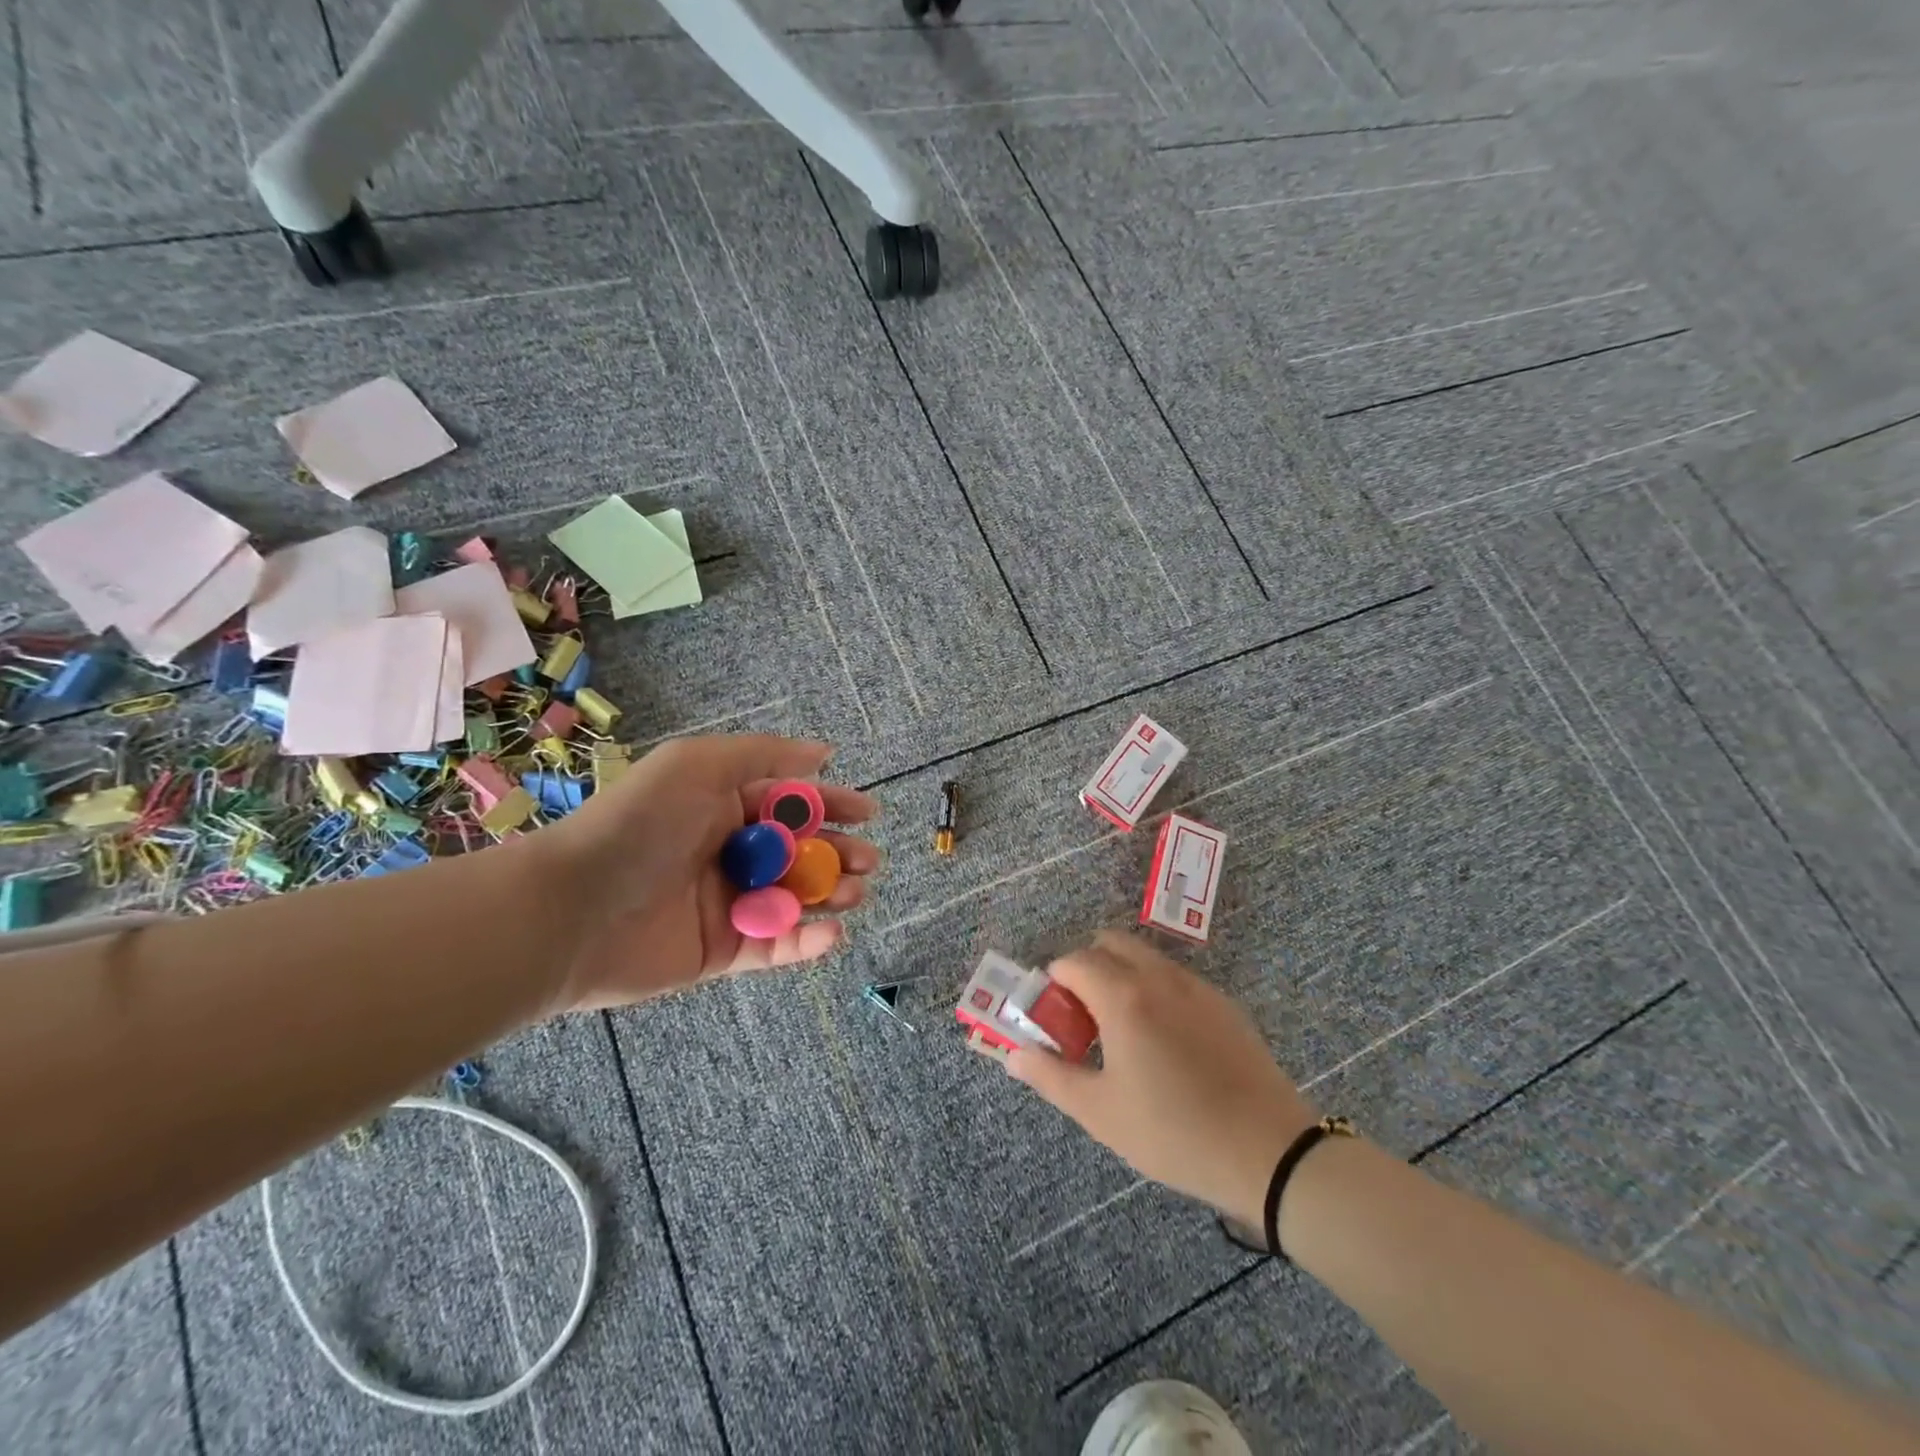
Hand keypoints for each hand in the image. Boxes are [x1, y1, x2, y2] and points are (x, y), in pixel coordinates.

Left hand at [535, 735, 877, 1010]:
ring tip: (854, 893)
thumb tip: (823, 752)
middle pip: (801, 852)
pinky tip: (832, 932)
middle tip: (867, 861)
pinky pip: (775, 946)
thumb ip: (764, 755)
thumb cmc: (638, 825)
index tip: (869, 813)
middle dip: (839, 853)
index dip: (832, 804)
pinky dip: (807, 941)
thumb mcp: (697, 765)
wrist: (571, 911)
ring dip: (831, 895)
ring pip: (796, 899)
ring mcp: (727, 904)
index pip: (791, 802)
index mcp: (723, 806)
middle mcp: (729, 852)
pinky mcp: (721, 952)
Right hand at [1006, 932, 1319, 1227]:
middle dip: (1087, 969)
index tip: (1056, 1023)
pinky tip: (1166, 1045)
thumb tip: (1013, 1054)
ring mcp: (1196, 986)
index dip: (1053, 986)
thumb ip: (1050, 1076)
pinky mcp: (1223, 1003)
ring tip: (1124, 1034)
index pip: (1072, 961)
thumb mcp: (1100, 1112)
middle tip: (1085, 1021)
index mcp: (1123, 996)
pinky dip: (1155, 991)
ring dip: (1121, 977)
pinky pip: (1175, 978)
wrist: (1270, 1153)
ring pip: (1145, 958)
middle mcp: (1158, 976)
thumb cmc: (1174, 1133)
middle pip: (1109, 943)